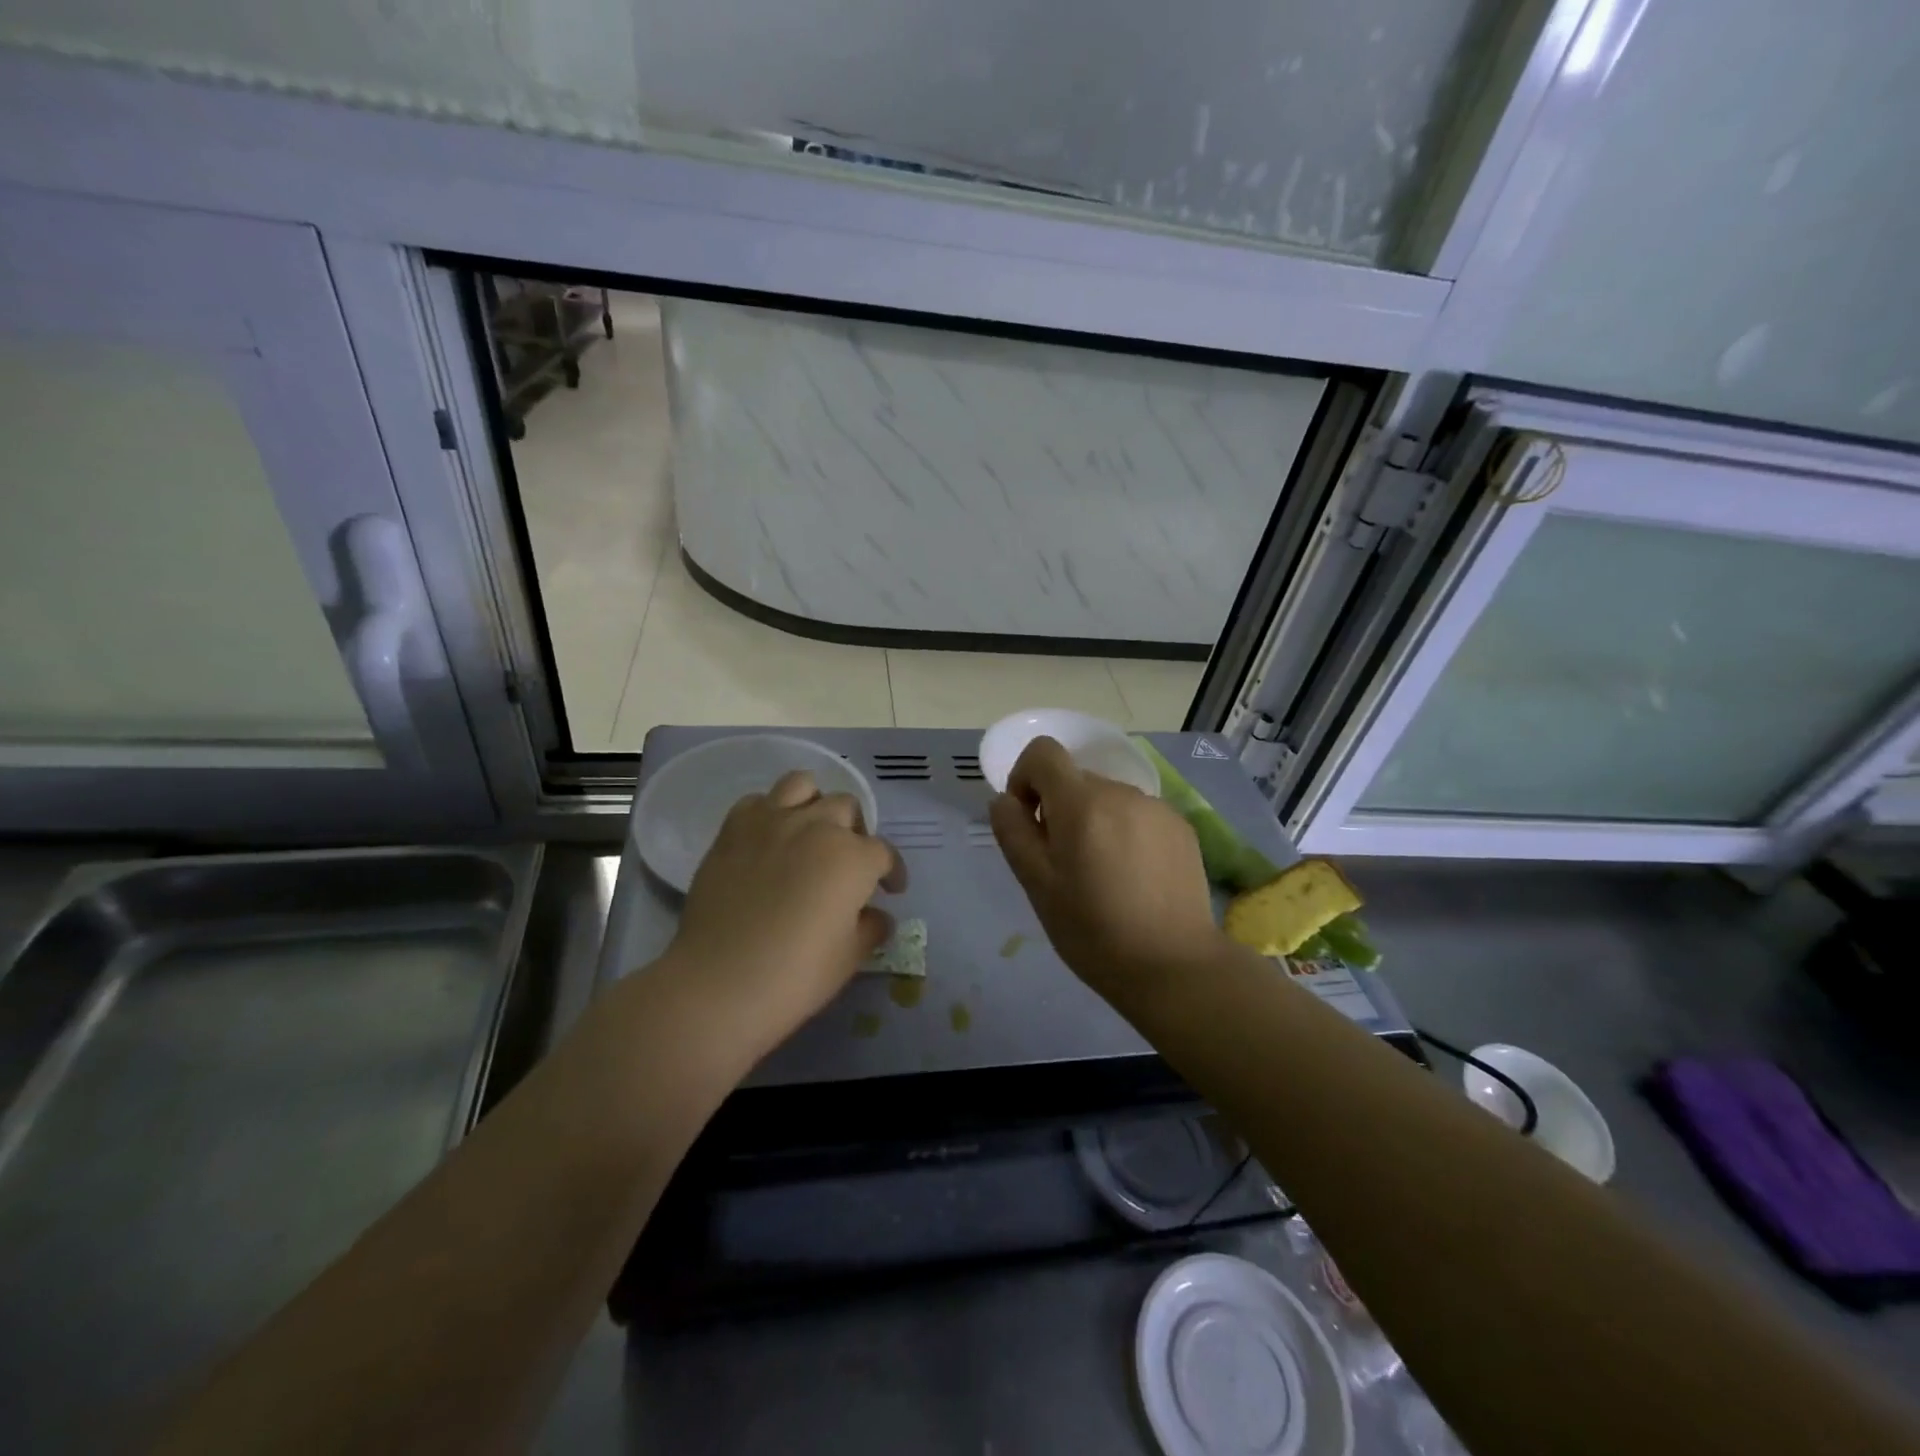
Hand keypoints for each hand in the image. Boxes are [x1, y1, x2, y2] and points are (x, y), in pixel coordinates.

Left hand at [670, 770, 905, 1057]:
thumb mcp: (850, 957)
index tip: (891, 890)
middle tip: (848, 862)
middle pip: (846, 808)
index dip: (892, 872)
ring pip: (803, 785)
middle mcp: (816, 826)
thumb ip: (871, 928)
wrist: (719, 983)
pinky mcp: (733, 829)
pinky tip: (769, 839)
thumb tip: (878, 916)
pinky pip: (757, 801)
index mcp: (853, 857)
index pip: (884, 853)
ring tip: (810, 832)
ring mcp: (771, 822)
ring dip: (814, 804)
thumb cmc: (796, 975)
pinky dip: (769, 812)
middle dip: (855, 832)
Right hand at [989, 736, 1220, 1002]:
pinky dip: (1124, 832)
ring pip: (1107, 798)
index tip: (1030, 821)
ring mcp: (1157, 807)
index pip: (1043, 752)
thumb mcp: (1037, 886)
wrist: (1174, 967)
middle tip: (1064, 864)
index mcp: (1082, 803)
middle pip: (1075, 779)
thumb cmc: (1094, 932)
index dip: (1025, 778)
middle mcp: (1121, 792)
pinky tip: (1133, 878)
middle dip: (1059, 809)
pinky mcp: (1181, 826)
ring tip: (1102, 875)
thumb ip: (1013, 832)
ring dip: (1093, 821)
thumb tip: (1004, 799)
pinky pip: (1137, 814)